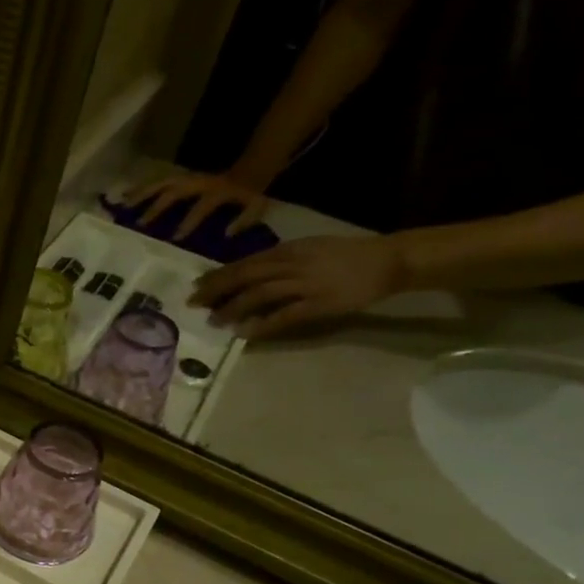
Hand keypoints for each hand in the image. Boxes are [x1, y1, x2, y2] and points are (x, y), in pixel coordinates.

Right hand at [126, 167, 271, 238]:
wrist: (252, 167)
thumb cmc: (251, 193)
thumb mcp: (256, 206)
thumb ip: (244, 220)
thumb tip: (226, 234)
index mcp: (216, 191)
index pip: (201, 207)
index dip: (190, 221)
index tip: (175, 239)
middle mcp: (198, 183)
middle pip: (174, 191)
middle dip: (156, 207)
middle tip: (139, 224)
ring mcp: (188, 178)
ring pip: (162, 183)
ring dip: (142, 194)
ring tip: (124, 206)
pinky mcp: (181, 177)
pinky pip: (158, 181)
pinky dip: (141, 188)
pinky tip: (125, 195)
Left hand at [190, 234, 405, 337]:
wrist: (389, 260)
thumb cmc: (345, 256)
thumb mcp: (308, 249)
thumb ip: (279, 260)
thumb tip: (248, 273)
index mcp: (289, 250)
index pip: (245, 263)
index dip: (219, 275)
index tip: (197, 285)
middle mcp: (293, 264)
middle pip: (246, 276)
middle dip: (216, 290)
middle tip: (193, 303)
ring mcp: (306, 284)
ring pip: (260, 294)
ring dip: (234, 308)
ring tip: (214, 321)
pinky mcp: (319, 304)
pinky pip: (284, 316)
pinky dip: (262, 324)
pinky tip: (245, 333)